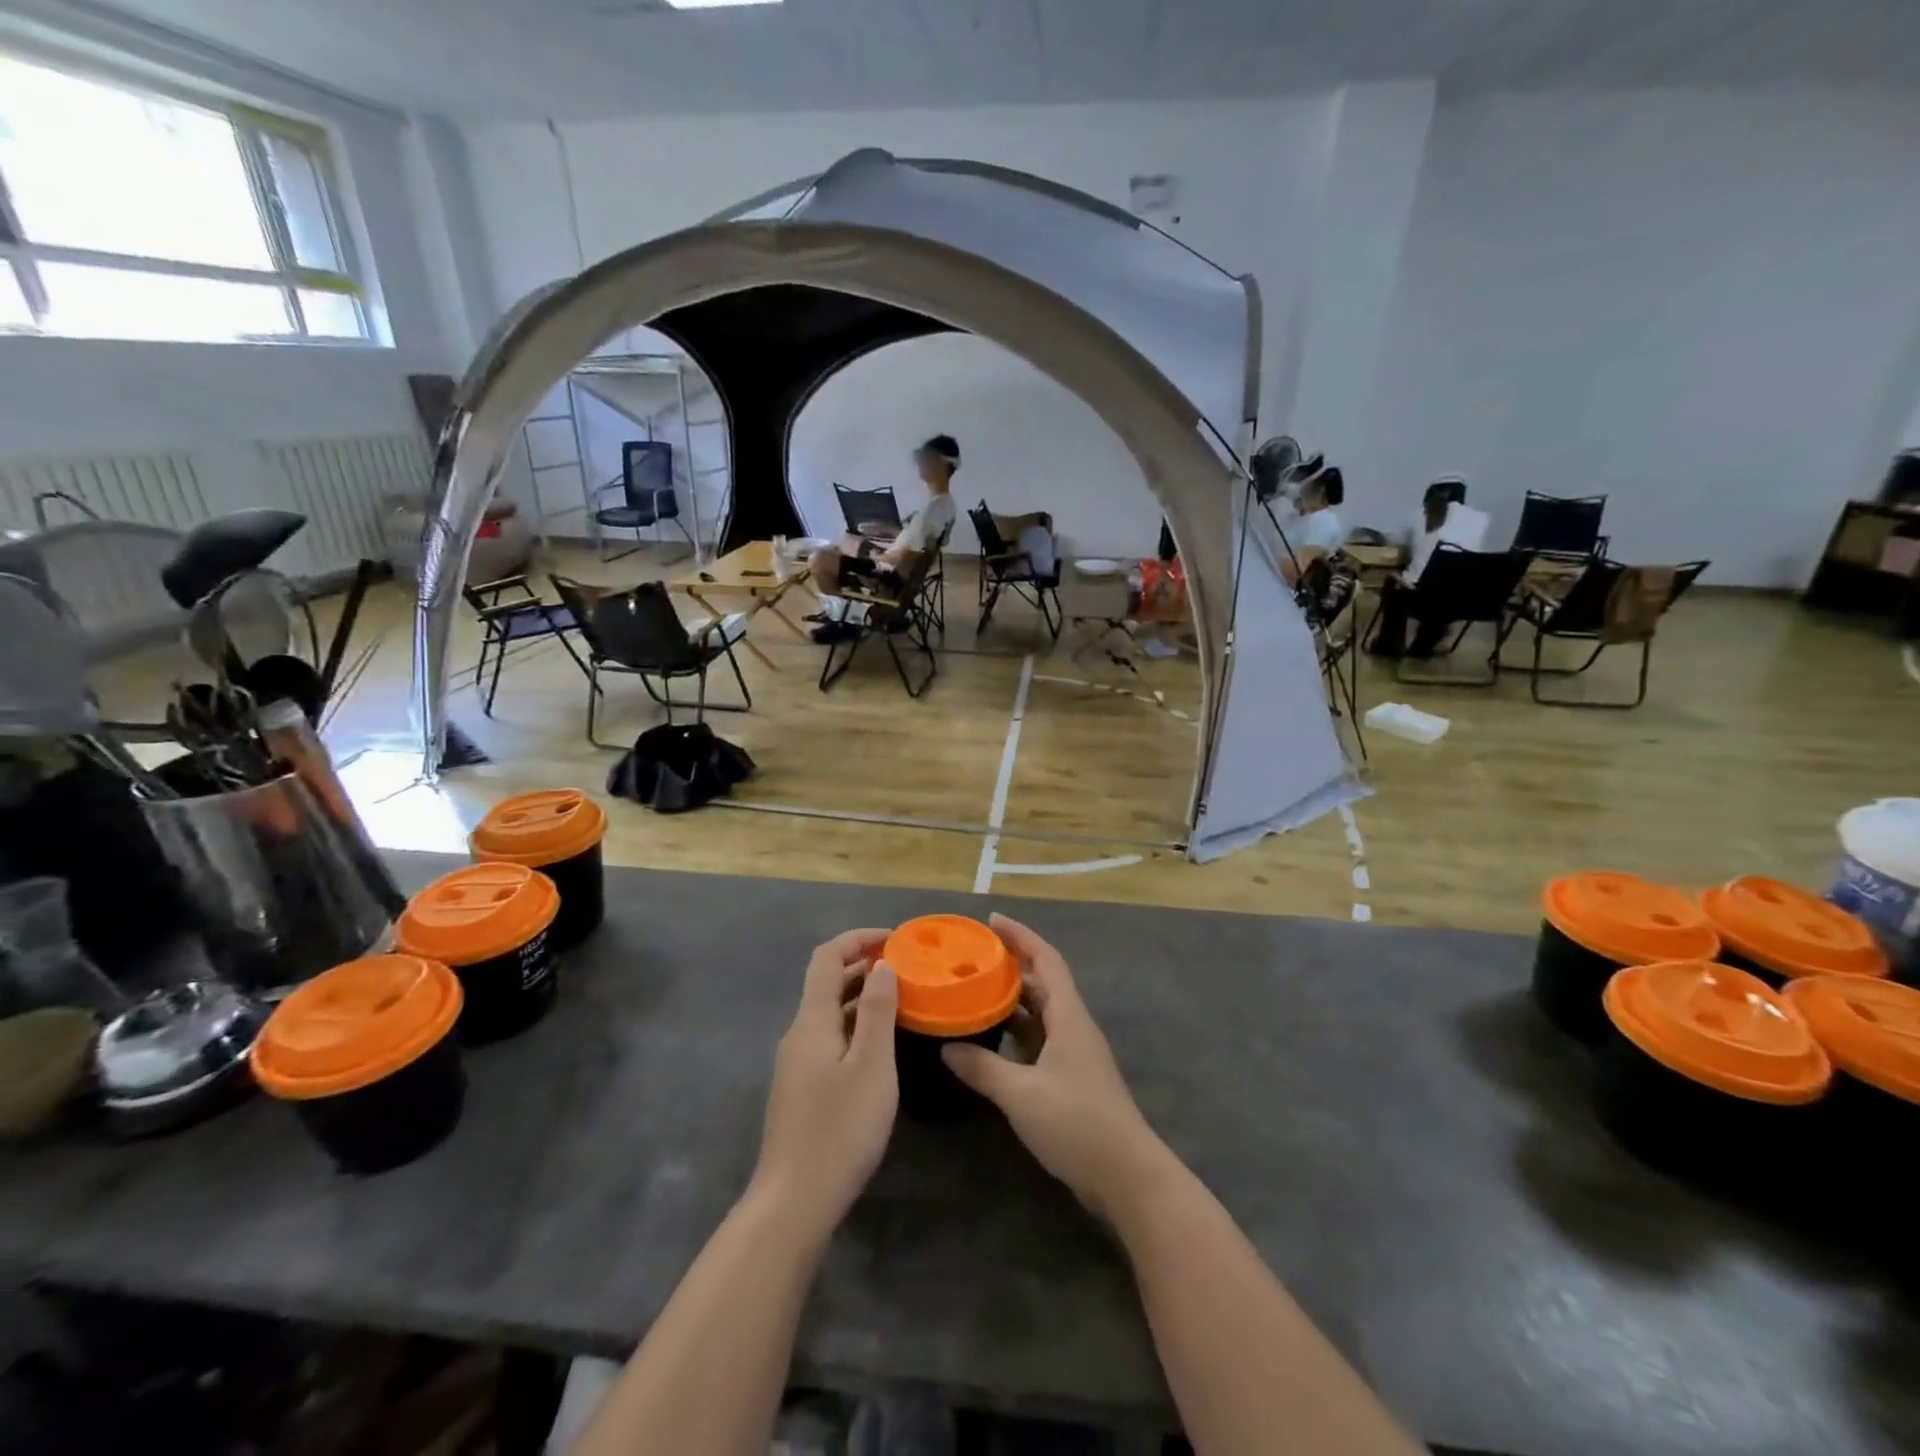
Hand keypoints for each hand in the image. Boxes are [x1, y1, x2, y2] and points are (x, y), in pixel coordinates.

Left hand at [752, 930, 898, 1241]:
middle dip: (863, 965)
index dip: (858, 939)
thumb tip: (882, 965)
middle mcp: (799, 1034)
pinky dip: (857, 1025)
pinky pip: (831, 1037)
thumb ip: (878, 1012)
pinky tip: (882, 1043)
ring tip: (903, 999)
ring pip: (830, 1012)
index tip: (895, 939)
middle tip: (907, 967)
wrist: (794, 1202)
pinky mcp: (803, 1088)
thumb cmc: (839, 1129)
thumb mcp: (871, 1066)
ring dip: (862, 996)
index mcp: (812, 1021)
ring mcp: (798, 1063)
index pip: (827, 957)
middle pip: (826, 982)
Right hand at [943, 915, 1167, 1221]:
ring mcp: (1074, 1054)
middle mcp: (1073, 1027)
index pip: (1047, 960)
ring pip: (1040, 1012)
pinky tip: (990, 1039)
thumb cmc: (1078, 1124)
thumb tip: (947, 1047)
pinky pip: (1039, 1039)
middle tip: (973, 957)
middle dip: (1011, 965)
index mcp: (1069, 1017)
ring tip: (974, 990)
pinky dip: (1015, 1031)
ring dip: (1012, 999)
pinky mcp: (1071, 1079)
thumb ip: (983, 1068)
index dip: (1021, 936)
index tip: (992, 921)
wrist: (1127, 1177)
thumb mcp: (1022, 1095)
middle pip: (1043, 982)